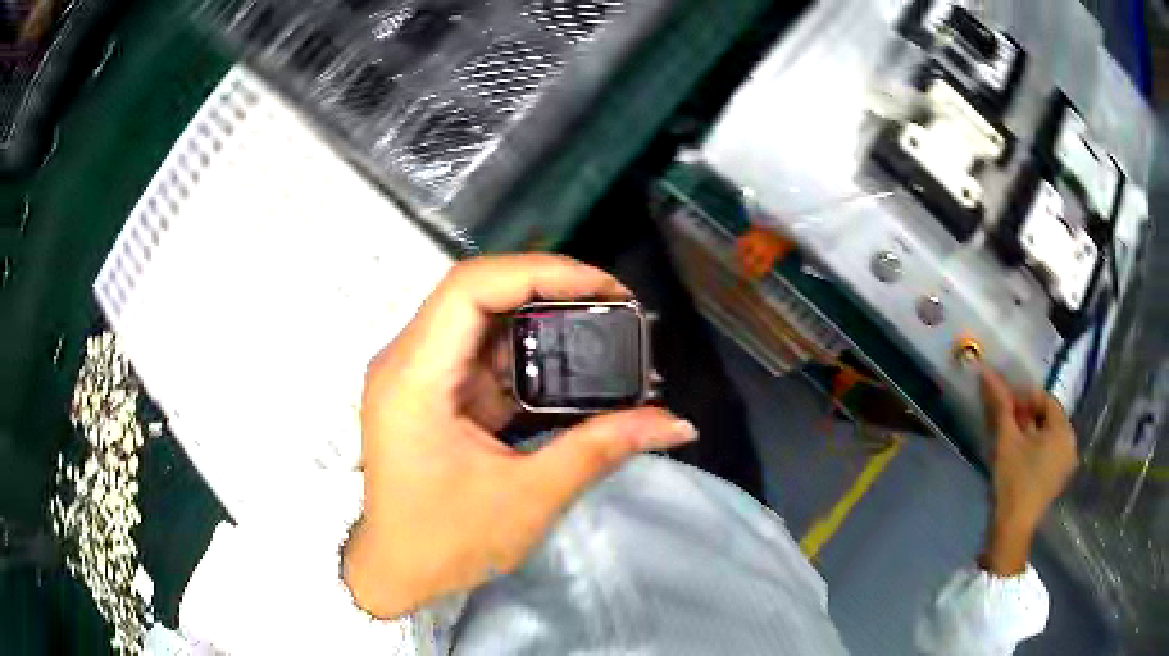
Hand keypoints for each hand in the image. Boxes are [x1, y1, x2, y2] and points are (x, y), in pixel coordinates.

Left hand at [343, 254, 696, 618]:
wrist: (398, 574)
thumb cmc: (447, 543)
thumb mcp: (528, 497)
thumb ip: (601, 448)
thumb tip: (676, 423)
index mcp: (413, 378)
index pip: (470, 288)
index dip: (540, 273)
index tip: (604, 288)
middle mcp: (406, 361)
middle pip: (477, 293)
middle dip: (549, 290)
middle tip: (614, 305)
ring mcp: (416, 374)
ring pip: (482, 320)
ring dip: (541, 322)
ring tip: (602, 331)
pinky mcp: (431, 392)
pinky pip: (481, 354)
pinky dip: (526, 355)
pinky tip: (568, 367)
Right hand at [978, 368, 1077, 574]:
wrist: (1011, 530)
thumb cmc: (1012, 481)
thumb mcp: (1005, 440)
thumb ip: (1000, 405)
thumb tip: (987, 372)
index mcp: (1063, 430)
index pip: (1045, 398)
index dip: (1023, 398)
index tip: (1003, 408)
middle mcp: (1070, 443)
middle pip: (1047, 417)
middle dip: (1025, 415)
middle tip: (1004, 423)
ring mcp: (1065, 464)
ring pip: (1047, 435)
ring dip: (1028, 431)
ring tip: (1008, 440)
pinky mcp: (1057, 479)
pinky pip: (1048, 452)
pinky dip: (1033, 448)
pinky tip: (1017, 457)